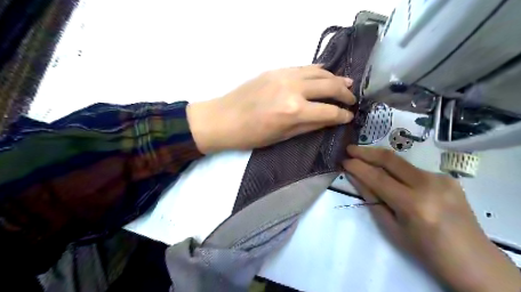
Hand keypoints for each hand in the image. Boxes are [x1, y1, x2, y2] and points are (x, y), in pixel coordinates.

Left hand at [186, 65, 354, 153]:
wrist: (223, 118)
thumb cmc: (252, 135)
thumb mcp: (283, 136)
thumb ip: (309, 125)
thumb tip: (330, 119)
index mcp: (295, 111)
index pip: (329, 111)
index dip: (342, 115)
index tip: (349, 117)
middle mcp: (294, 89)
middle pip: (329, 86)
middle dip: (344, 94)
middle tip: (352, 99)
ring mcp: (284, 75)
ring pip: (319, 72)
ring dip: (335, 78)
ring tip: (346, 84)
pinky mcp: (276, 69)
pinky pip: (303, 67)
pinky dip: (317, 71)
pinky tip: (324, 74)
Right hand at [343, 146, 520, 291]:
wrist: (472, 259)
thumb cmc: (425, 250)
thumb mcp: (392, 228)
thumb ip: (372, 199)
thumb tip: (355, 177)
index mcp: (413, 204)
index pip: (377, 177)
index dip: (357, 167)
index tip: (343, 160)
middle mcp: (429, 185)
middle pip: (390, 159)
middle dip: (366, 151)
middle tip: (350, 148)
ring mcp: (441, 178)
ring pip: (402, 162)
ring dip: (380, 158)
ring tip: (364, 157)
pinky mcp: (448, 177)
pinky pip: (414, 170)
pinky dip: (397, 170)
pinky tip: (391, 175)